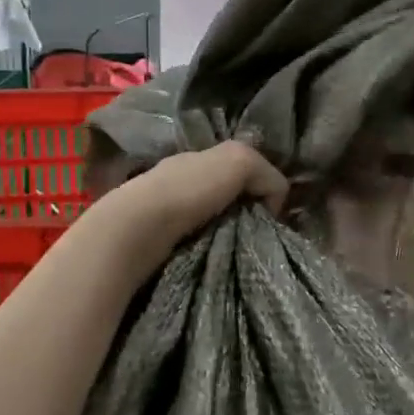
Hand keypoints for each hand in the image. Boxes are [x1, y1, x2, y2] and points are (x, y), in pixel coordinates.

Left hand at [92, 140, 287, 271]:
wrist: (138, 227)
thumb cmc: (189, 189)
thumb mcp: (239, 161)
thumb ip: (266, 172)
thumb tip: (275, 201)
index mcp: (197, 157)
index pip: (236, 167)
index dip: (258, 186)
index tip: (269, 212)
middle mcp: (179, 178)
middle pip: (222, 195)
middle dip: (242, 212)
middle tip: (255, 235)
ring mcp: (162, 209)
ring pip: (207, 219)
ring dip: (224, 234)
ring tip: (236, 252)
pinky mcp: (154, 240)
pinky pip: (192, 241)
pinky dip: (205, 248)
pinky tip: (212, 258)